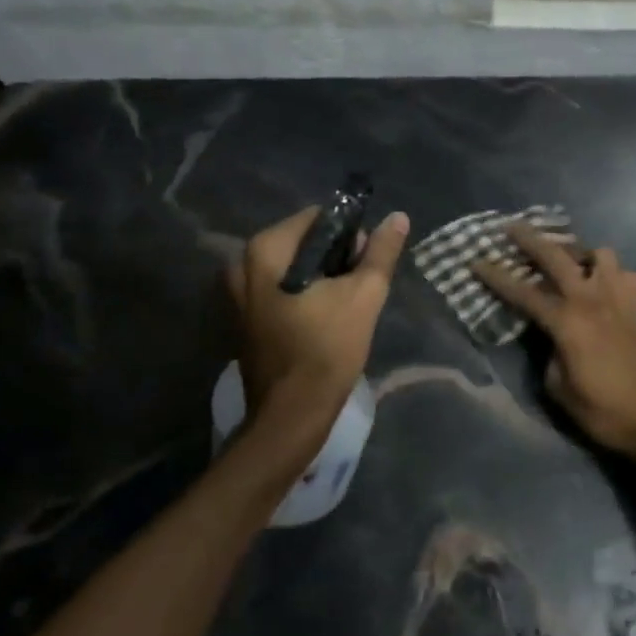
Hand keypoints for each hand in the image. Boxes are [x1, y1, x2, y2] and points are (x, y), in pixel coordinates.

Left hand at [227, 206, 409, 454]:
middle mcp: (241, 264)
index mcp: (265, 250)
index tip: (365, 264)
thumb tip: (398, 217)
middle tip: (358, 288)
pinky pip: (281, 290)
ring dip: (322, 280)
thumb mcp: (363, 295)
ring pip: (294, 268)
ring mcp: (237, 294)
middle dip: (336, 259)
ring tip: (346, 306)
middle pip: (304, 243)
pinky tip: (324, 321)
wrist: (290, 418)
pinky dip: (304, 297)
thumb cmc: (326, 350)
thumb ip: (381, 252)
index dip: (349, 235)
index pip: (317, 218)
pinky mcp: (243, 319)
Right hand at [471, 224, 635, 471]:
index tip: (475, 260)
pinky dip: (609, 272)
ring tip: (568, 261)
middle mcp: (592, 300)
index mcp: (568, 322)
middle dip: (530, 239)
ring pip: (599, 254)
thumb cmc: (607, 413)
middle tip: (511, 227)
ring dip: (579, 252)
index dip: (496, 276)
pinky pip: (623, 274)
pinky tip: (602, 285)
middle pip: (557, 256)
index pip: (523, 292)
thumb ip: (549, 356)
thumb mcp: (561, 391)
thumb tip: (551, 340)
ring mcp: (619, 299)